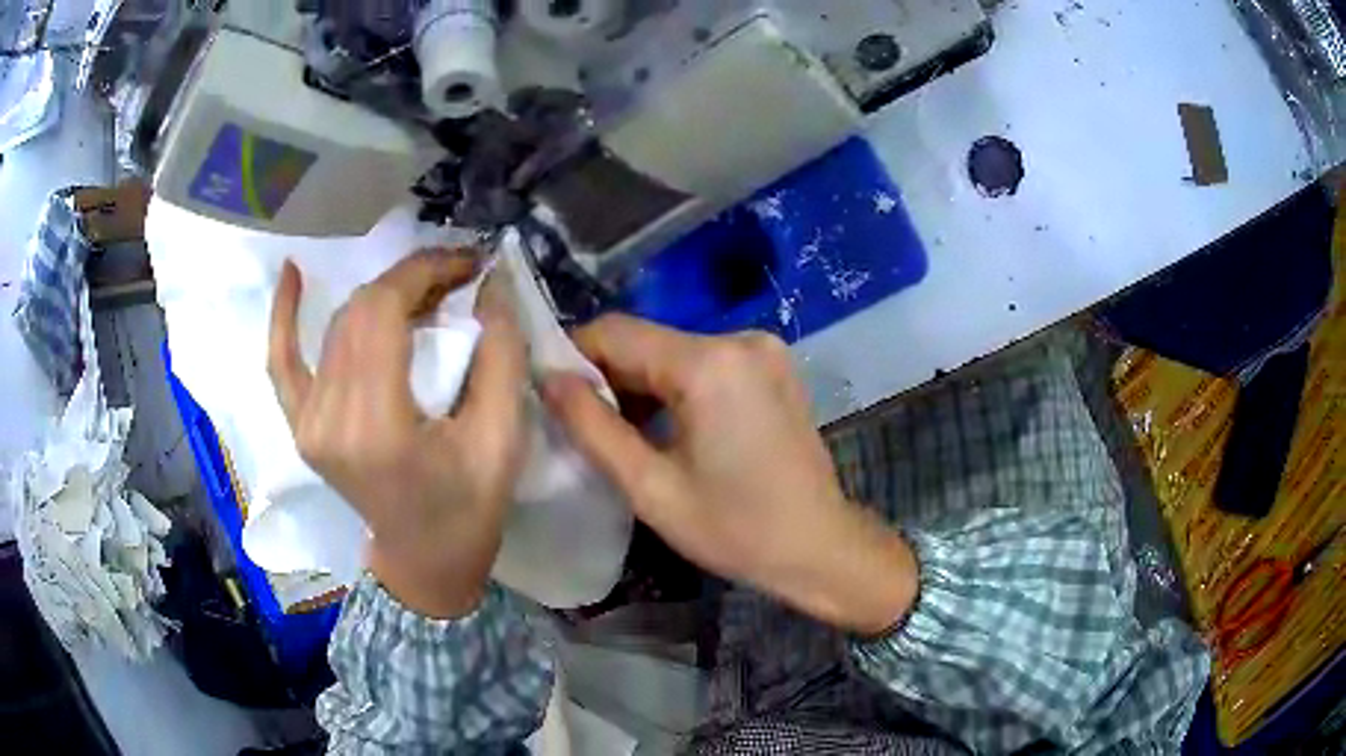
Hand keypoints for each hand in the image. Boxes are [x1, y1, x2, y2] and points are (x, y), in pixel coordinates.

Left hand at [268, 249, 526, 618]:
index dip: (425, 271)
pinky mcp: (300, 425)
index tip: (469, 262)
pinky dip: (284, 317)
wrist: (423, 562)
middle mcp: (328, 419)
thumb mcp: (502, 438)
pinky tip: (292, 273)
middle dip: (411, 279)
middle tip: (458, 278)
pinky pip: (282, 361)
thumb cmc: (469, 509)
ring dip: (381, 296)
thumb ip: (501, 353)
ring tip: (424, 291)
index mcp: (375, 426)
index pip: (383, 311)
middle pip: (360, 312)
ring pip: (338, 325)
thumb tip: (492, 281)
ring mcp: (306, 422)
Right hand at [542, 316, 916, 634]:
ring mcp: (763, 349)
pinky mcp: (773, 366)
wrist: (819, 546)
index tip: (551, 395)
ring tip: (625, 435)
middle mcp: (739, 338)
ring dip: (642, 384)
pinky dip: (677, 387)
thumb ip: (592, 427)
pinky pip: (706, 363)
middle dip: (609, 377)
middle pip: (648, 341)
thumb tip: (549, 380)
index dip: (574, 357)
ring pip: (674, 351)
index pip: (616, 331)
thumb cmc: (734, 529)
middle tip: (586, 427)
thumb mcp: (651, 487)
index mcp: (709, 363)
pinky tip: (670, 429)